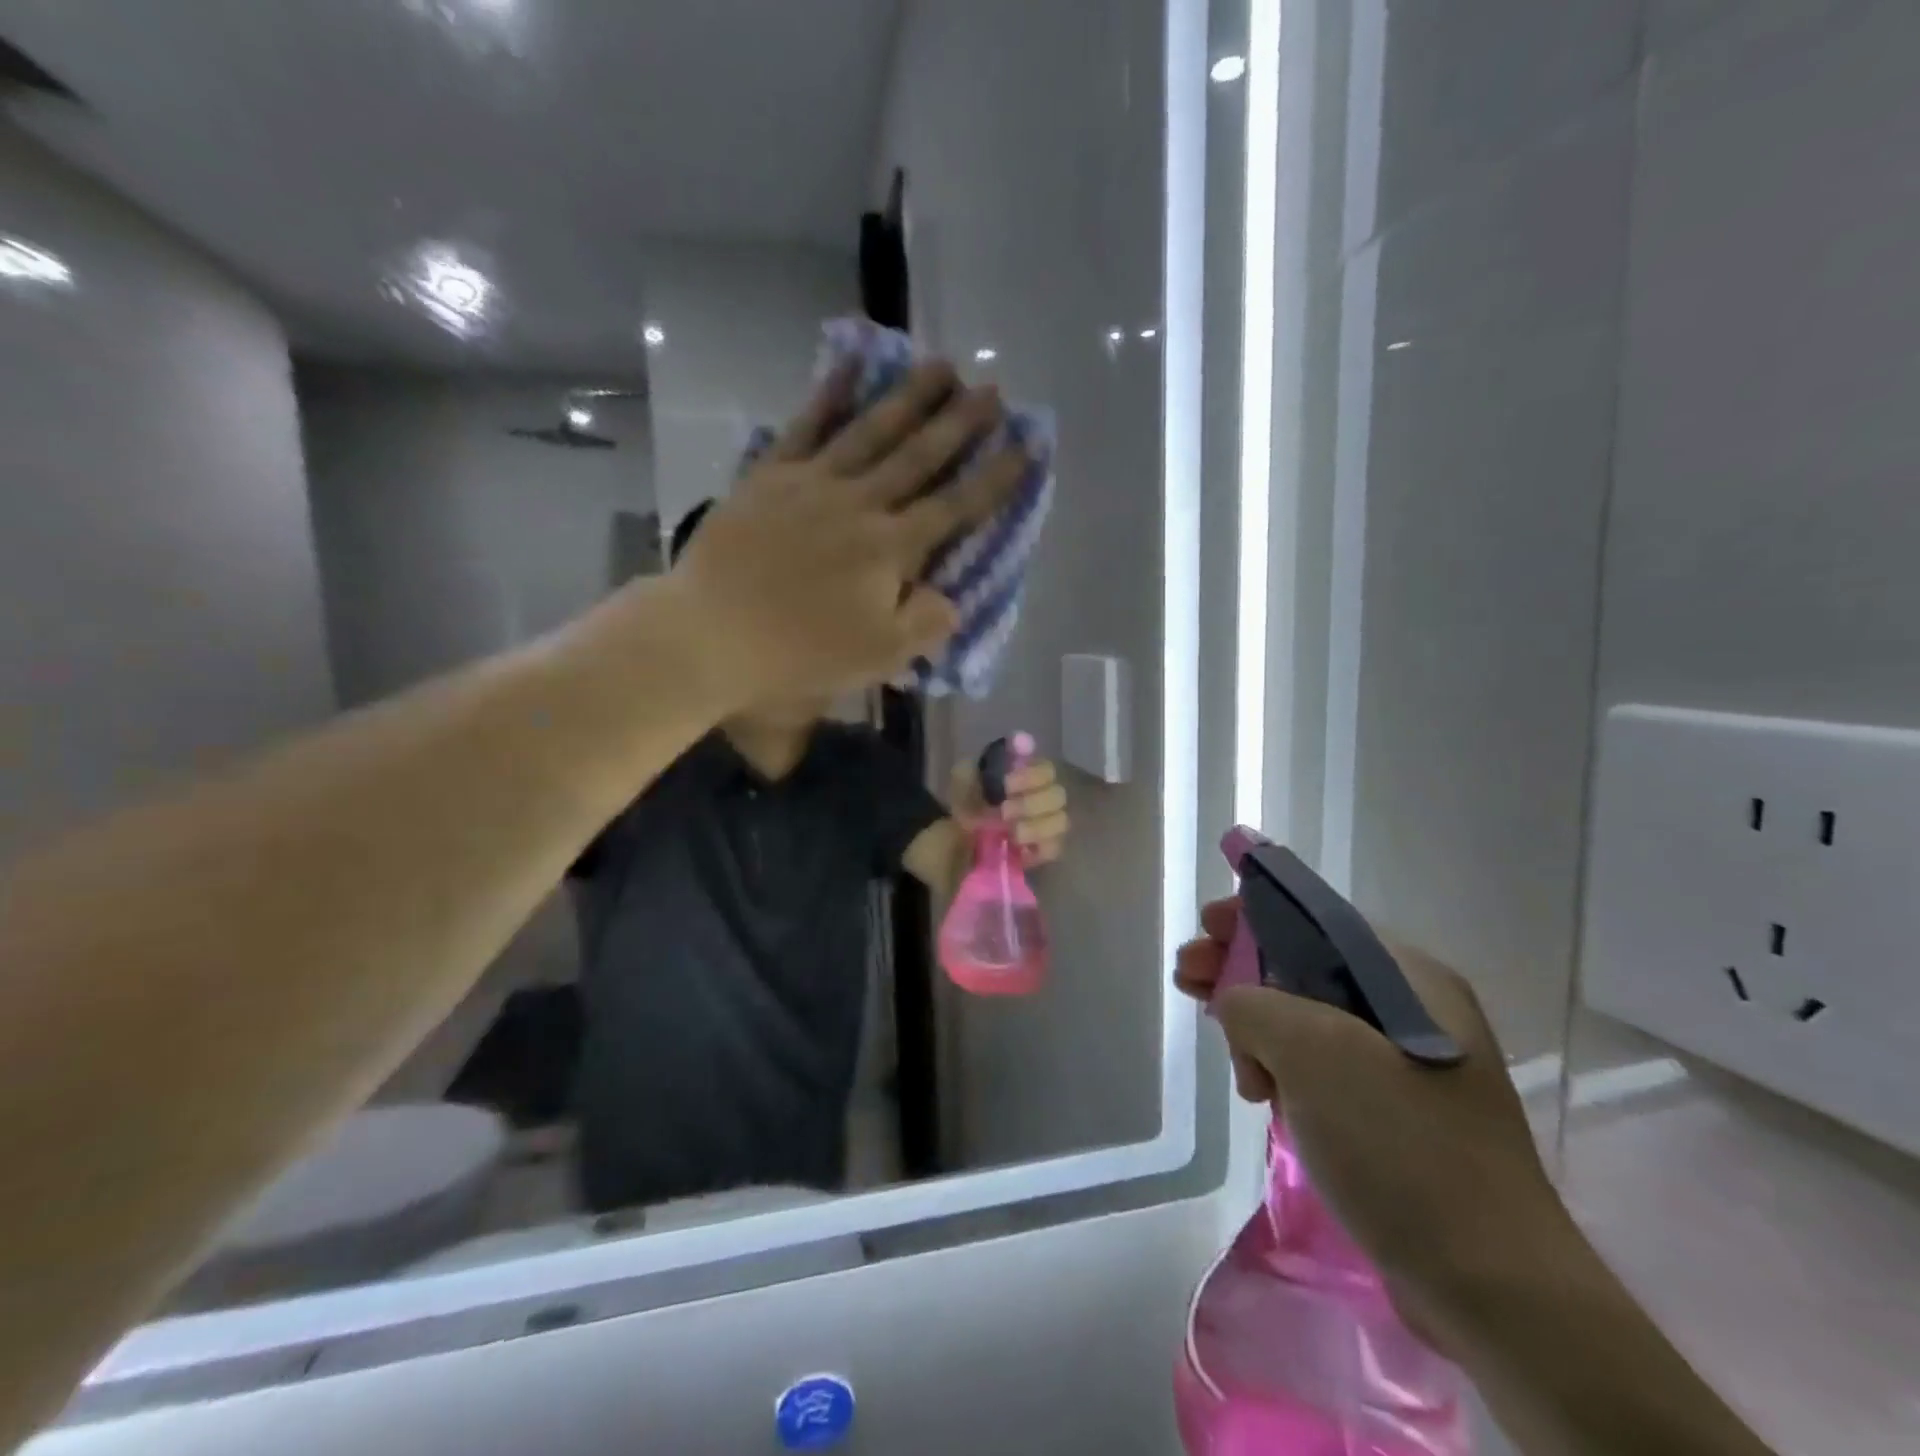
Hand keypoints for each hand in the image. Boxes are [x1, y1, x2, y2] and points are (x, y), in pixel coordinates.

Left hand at [662, 361, 1030, 708]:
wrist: (710, 633)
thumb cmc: (799, 652)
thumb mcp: (877, 655)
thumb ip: (925, 623)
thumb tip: (951, 598)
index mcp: (891, 548)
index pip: (955, 506)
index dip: (995, 477)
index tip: (1027, 446)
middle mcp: (860, 503)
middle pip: (919, 455)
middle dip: (960, 422)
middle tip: (992, 389)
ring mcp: (812, 482)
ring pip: (871, 429)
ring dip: (910, 396)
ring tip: (941, 365)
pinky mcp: (770, 475)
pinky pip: (806, 425)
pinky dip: (831, 393)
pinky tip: (851, 364)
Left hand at [950, 756, 1069, 866]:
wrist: (955, 835)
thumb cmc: (967, 799)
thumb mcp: (967, 773)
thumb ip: (993, 757)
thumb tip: (1021, 739)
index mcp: (1028, 773)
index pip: (1046, 770)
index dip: (1029, 777)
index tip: (1005, 785)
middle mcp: (1043, 795)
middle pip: (1058, 795)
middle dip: (1029, 804)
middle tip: (1004, 811)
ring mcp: (1047, 824)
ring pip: (1060, 821)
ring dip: (1035, 827)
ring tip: (1010, 833)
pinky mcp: (1043, 850)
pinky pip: (1055, 847)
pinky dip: (1038, 847)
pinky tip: (1018, 847)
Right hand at [1175, 901, 1572, 1343]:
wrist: (1494, 1289)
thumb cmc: (1401, 1146)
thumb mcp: (1314, 1052)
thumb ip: (1255, 1003)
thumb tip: (1235, 1004)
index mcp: (1407, 977)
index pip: (1314, 920)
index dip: (1251, 917)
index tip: (1202, 932)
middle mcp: (1411, 1010)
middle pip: (1303, 967)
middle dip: (1241, 973)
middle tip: (1187, 983)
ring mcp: (1404, 1066)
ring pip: (1306, 1022)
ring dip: (1257, 1031)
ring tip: (1237, 1068)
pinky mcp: (1392, 1115)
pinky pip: (1320, 1069)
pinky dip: (1282, 1072)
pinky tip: (1262, 1095)